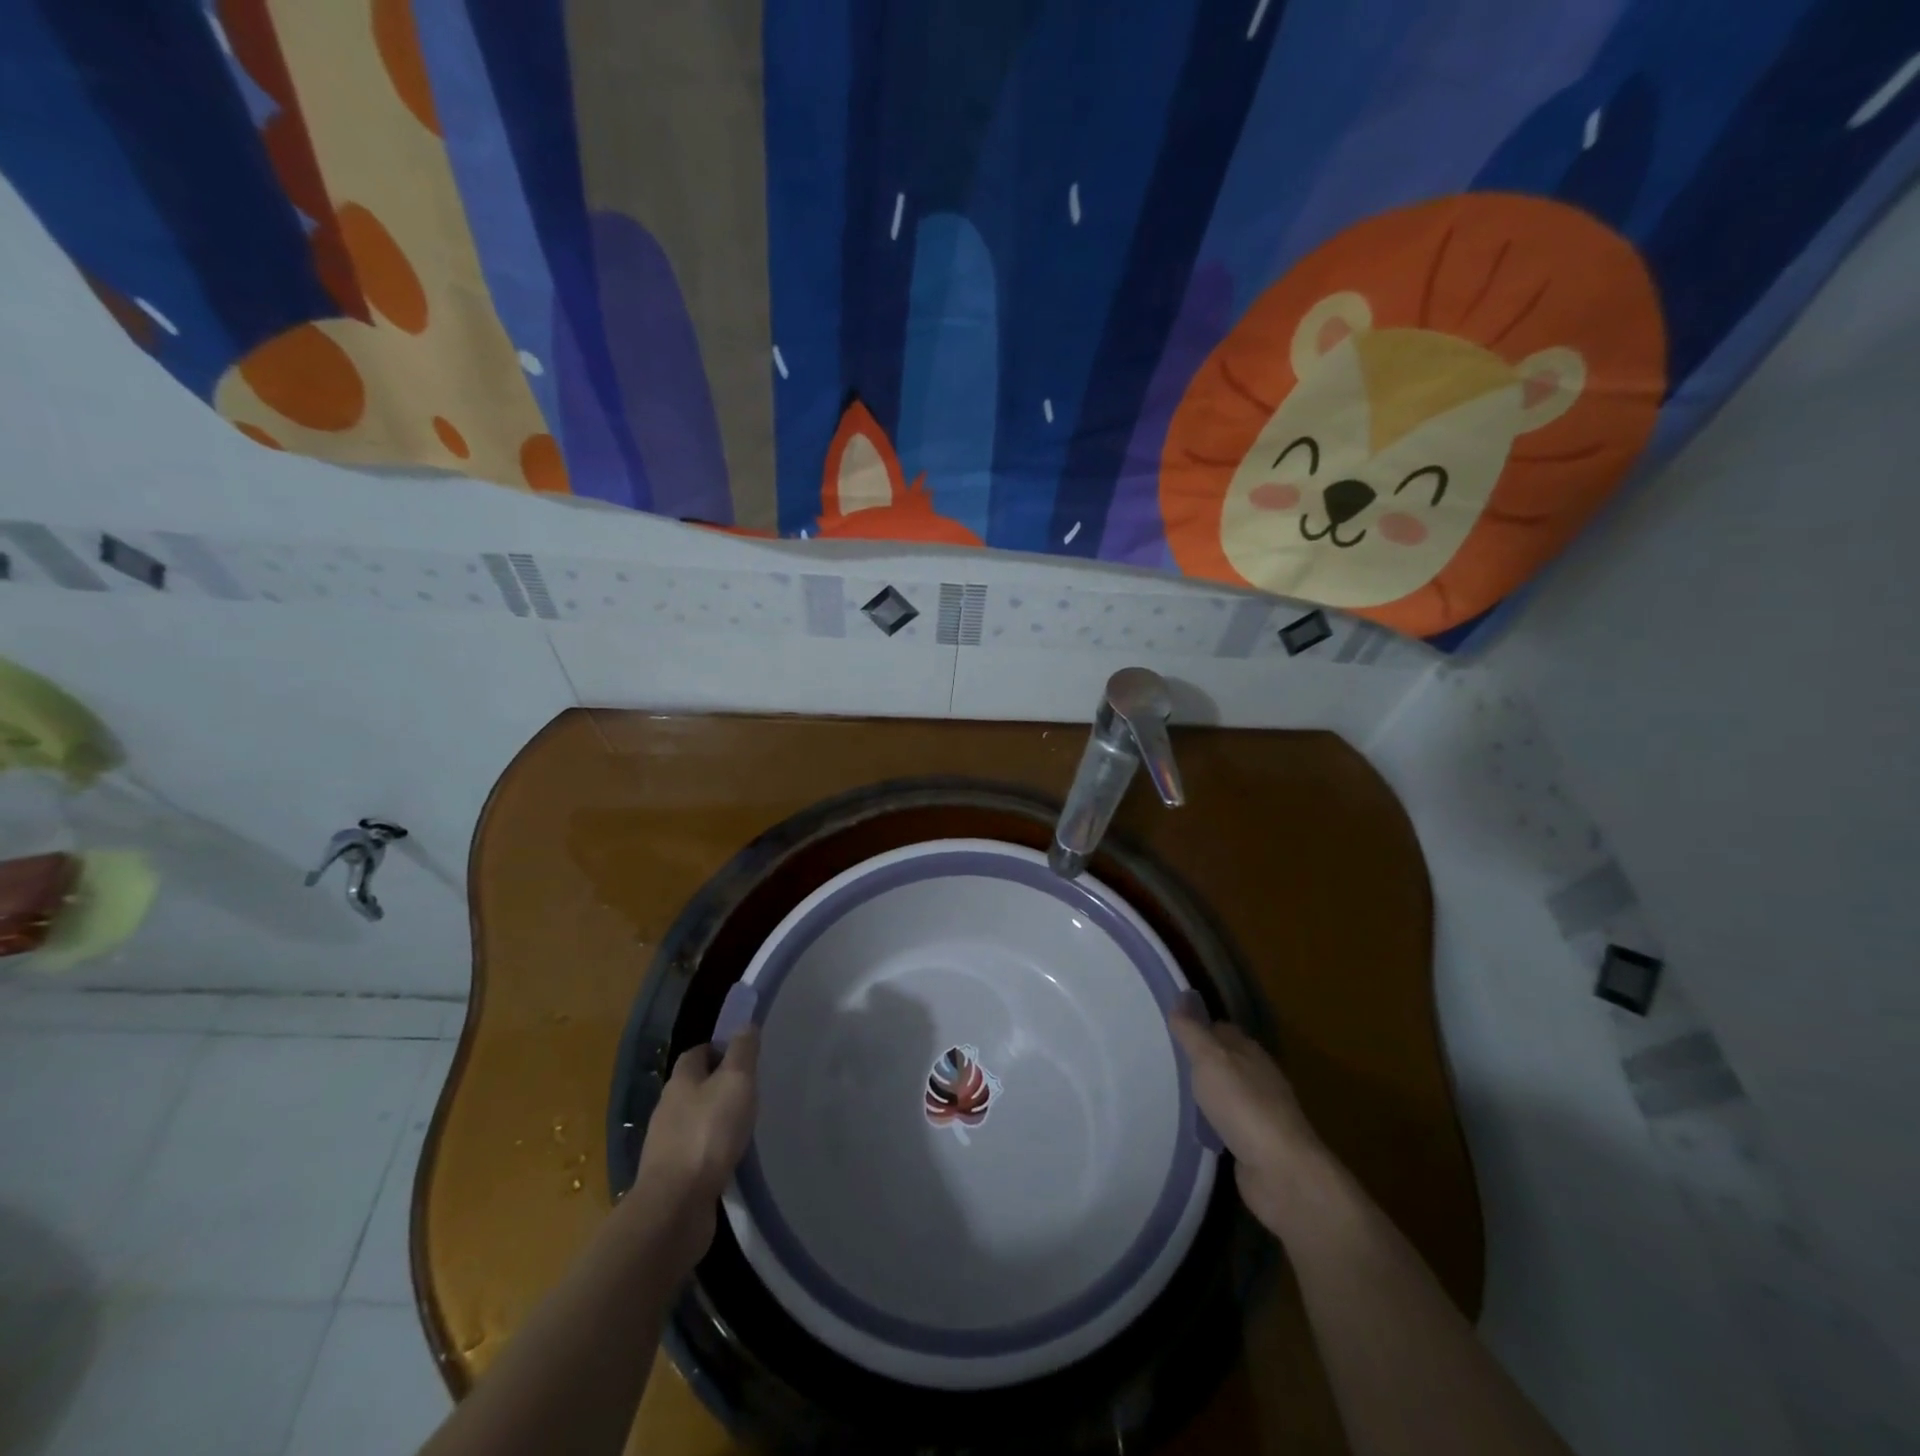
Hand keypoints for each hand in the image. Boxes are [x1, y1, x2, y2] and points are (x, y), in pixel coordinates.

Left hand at [628, 1029, 759, 1260]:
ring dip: (715, 1120)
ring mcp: (666, 1144)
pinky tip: (730, 1158)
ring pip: (694, 1120)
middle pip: (693, 1086)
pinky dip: (711, 1150)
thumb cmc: (708, 1134)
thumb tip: (746, 1025)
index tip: (744, 1057)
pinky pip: (695, 1152)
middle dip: (718, 1085)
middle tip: (750, 1090)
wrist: (675, 1206)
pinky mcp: (672, 1176)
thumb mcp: (735, 1082)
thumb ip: (743, 1052)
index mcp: (681, 1081)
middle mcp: (667, 1108)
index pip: (697, 1053)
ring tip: (744, 1125)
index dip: (719, 1050)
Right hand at [1170, 1006, 1328, 1234]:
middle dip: (1197, 1060)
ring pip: (1225, 1094)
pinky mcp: (1255, 1145)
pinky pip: (1225, 1126)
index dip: (1196, 1026)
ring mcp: (1259, 1113)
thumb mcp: (1210, 1060)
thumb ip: (1193, 1032)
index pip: (1220, 1029)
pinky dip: (1210, 1124)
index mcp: (1250, 1052)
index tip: (1167, 1029)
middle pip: (1224, 1061)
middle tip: (1160, 1061)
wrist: (1281, 1173)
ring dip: (1203, 1094)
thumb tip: (1180, 1000)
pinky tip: (1191, 1128)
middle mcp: (1257, 1078)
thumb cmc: (1243, 1106)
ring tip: (1167, 1093)